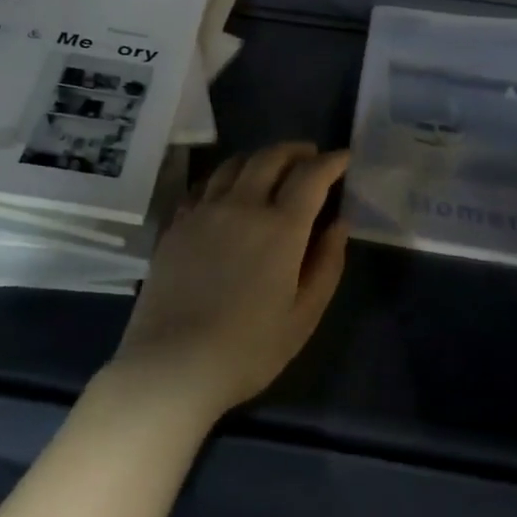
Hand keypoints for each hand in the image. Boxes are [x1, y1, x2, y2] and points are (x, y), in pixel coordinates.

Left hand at [110, 142, 350, 420]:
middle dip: (296, 151)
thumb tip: (339, 224)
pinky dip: (225, 178)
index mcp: (280, 227)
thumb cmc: (248, 349)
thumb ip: (326, 264)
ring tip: (271, 169)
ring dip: (259, 158)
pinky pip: (204, 185)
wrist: (172, 365)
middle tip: (310, 157)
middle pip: (270, 158)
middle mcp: (242, 206)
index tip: (344, 159)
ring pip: (234, 164)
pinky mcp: (176, 225)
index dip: (331, 162)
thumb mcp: (304, 315)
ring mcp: (203, 212)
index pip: (311, 176)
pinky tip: (228, 193)